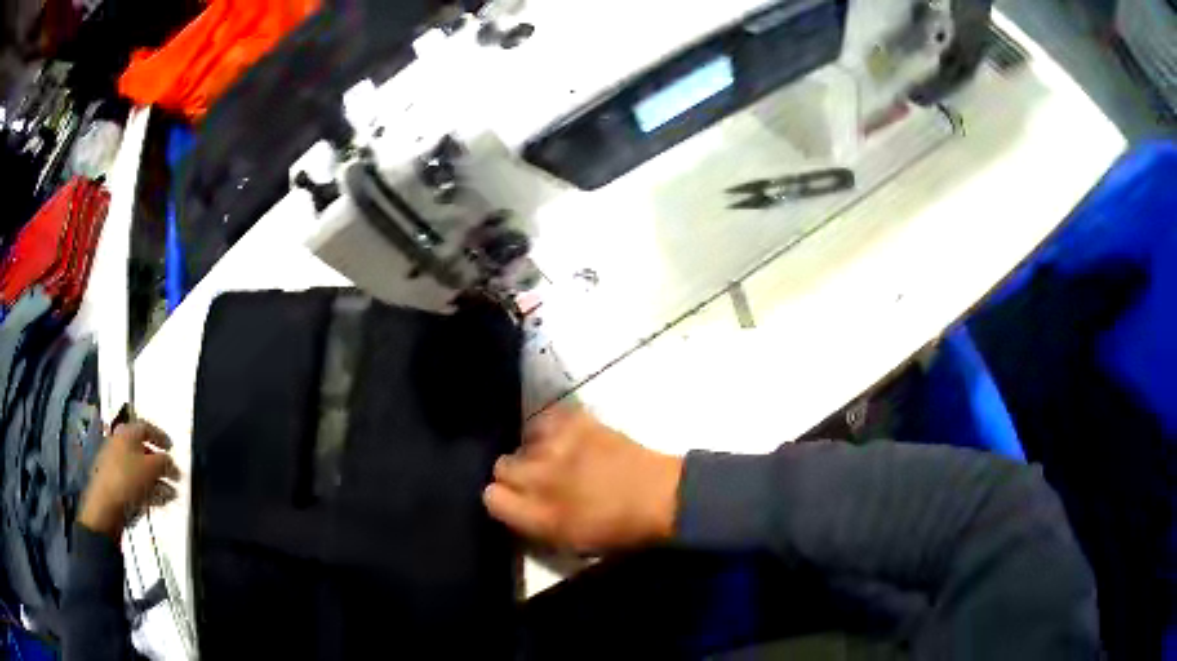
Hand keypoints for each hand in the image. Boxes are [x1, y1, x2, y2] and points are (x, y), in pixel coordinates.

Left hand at [78, 421, 180, 539]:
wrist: (105, 505)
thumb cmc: (128, 479)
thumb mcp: (151, 468)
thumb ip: (164, 462)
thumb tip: (170, 462)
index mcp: (126, 433)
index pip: (146, 427)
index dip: (160, 436)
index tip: (172, 448)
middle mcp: (120, 444)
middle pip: (143, 450)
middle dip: (160, 464)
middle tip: (173, 476)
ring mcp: (116, 465)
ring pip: (140, 470)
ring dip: (157, 481)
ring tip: (170, 494)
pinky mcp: (116, 484)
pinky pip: (135, 483)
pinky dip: (148, 490)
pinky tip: (158, 501)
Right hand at [483, 407, 682, 552]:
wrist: (660, 497)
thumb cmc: (617, 530)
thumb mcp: (568, 542)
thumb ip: (531, 524)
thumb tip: (511, 504)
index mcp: (539, 515)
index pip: (490, 497)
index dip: (501, 499)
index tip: (515, 500)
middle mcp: (541, 477)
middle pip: (501, 466)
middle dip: (515, 475)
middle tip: (539, 480)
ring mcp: (558, 445)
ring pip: (521, 441)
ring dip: (534, 451)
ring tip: (555, 458)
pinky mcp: (576, 421)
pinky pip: (545, 418)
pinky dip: (551, 428)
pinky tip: (564, 439)